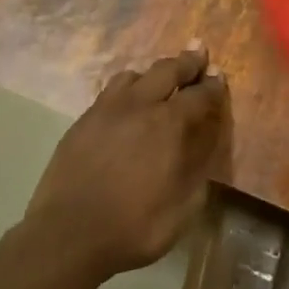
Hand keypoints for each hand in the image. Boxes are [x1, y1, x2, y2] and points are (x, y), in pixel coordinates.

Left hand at [24, 46, 228, 277]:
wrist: (68, 236)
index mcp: (169, 124)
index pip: (199, 94)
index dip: (213, 86)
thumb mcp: (184, 206)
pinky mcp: (82, 122)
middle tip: (198, 52)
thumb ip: (198, 167)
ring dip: (152, 74)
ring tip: (159, 79)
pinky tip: (126, 103)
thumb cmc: (135, 227)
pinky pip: (108, 92)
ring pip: (133, 75)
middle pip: (167, 70)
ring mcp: (106, 110)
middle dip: (186, 61)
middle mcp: (139, 106)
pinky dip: (126, 89)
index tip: (219, 78)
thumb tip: (205, 141)